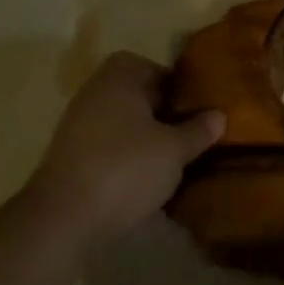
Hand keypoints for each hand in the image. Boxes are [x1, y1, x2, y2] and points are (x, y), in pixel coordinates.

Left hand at [24, 52, 224, 239]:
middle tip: (188, 130)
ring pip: (120, 122)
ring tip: (172, 157)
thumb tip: (218, 115)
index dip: (169, 81)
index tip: (191, 103)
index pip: (145, 65)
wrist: (64, 219)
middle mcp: (93, 96)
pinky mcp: (70, 159)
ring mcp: (76, 128)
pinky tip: (147, 178)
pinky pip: (107, 147)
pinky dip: (126, 157)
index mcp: (117, 81)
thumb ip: (198, 130)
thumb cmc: (126, 169)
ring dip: (144, 136)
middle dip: (160, 110)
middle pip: (132, 94)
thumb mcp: (175, 150)